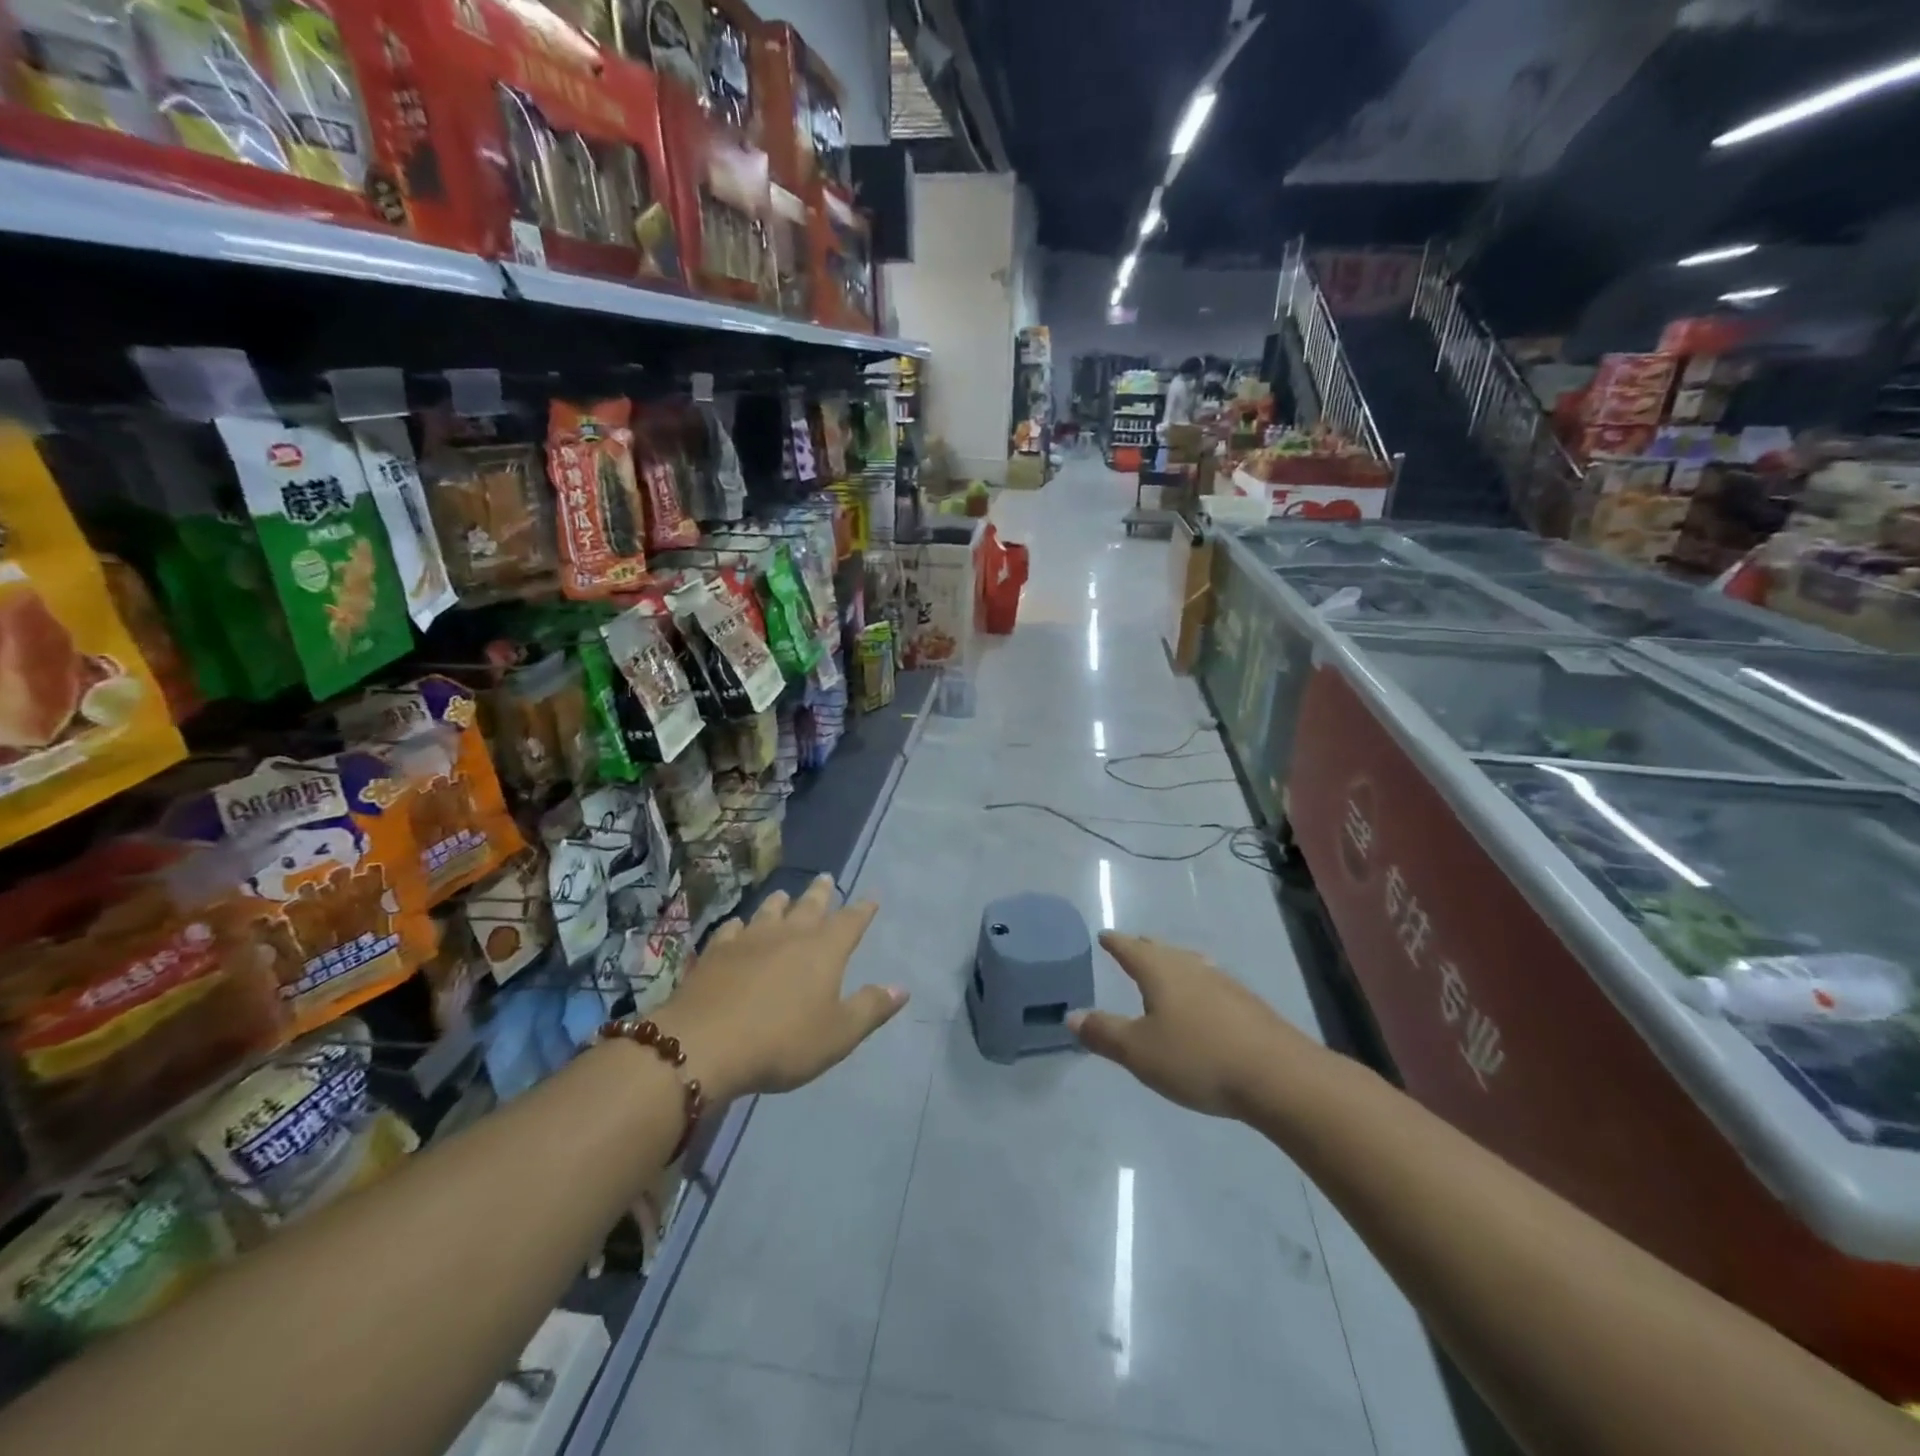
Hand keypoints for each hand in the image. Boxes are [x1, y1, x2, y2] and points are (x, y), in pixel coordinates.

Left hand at [653, 875, 906, 1101]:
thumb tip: (902, 988)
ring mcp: (749, 940)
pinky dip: (740, 925)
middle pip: (809, 906)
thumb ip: (870, 1008)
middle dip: (821, 893)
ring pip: (769, 911)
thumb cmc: (783, 1041)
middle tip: (825, 878)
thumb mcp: (838, 1034)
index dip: (863, 909)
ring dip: (779, 902)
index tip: (872, 896)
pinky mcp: (716, 953)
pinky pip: (732, 930)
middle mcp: (789, 934)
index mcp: (824, 950)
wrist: (705, 1044)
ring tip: (784, 894)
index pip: (850, 921)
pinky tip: (738, 926)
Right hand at [1069, 933, 1318, 1119]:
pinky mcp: (1247, 1005)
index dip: (1115, 943)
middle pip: (1162, 951)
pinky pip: (1210, 984)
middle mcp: (1191, 968)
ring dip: (1173, 965)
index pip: (1131, 949)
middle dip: (1143, 949)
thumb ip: (1104, 1033)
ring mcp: (1224, 984)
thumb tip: (1071, 1015)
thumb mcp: (1139, 1052)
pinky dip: (1196, 985)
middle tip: (1131, 947)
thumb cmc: (1198, 1058)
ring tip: (1166, 970)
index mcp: (1161, 972)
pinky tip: (1202, 1003)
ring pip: (1190, 965)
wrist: (1279, 1077)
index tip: (1104, 935)